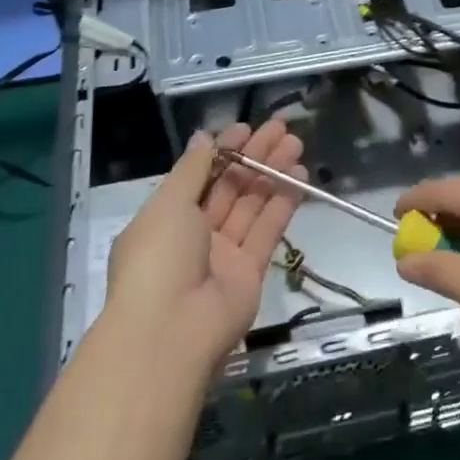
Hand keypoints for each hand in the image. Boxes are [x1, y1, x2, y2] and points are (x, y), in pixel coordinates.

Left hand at [102, 119, 304, 373]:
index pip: (200, 176)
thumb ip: (192, 170)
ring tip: (296, 144)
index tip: (246, 128)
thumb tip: (204, 138)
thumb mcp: (168, 204)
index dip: (223, 151)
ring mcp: (223, 254)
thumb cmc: (159, 258)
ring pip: (252, 205)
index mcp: (167, 218)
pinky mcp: (250, 272)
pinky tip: (300, 177)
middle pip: (230, 187)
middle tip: (281, 128)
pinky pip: (267, 230)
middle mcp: (195, 234)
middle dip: (254, 156)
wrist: (171, 331)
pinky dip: (283, 203)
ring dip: (273, 174)